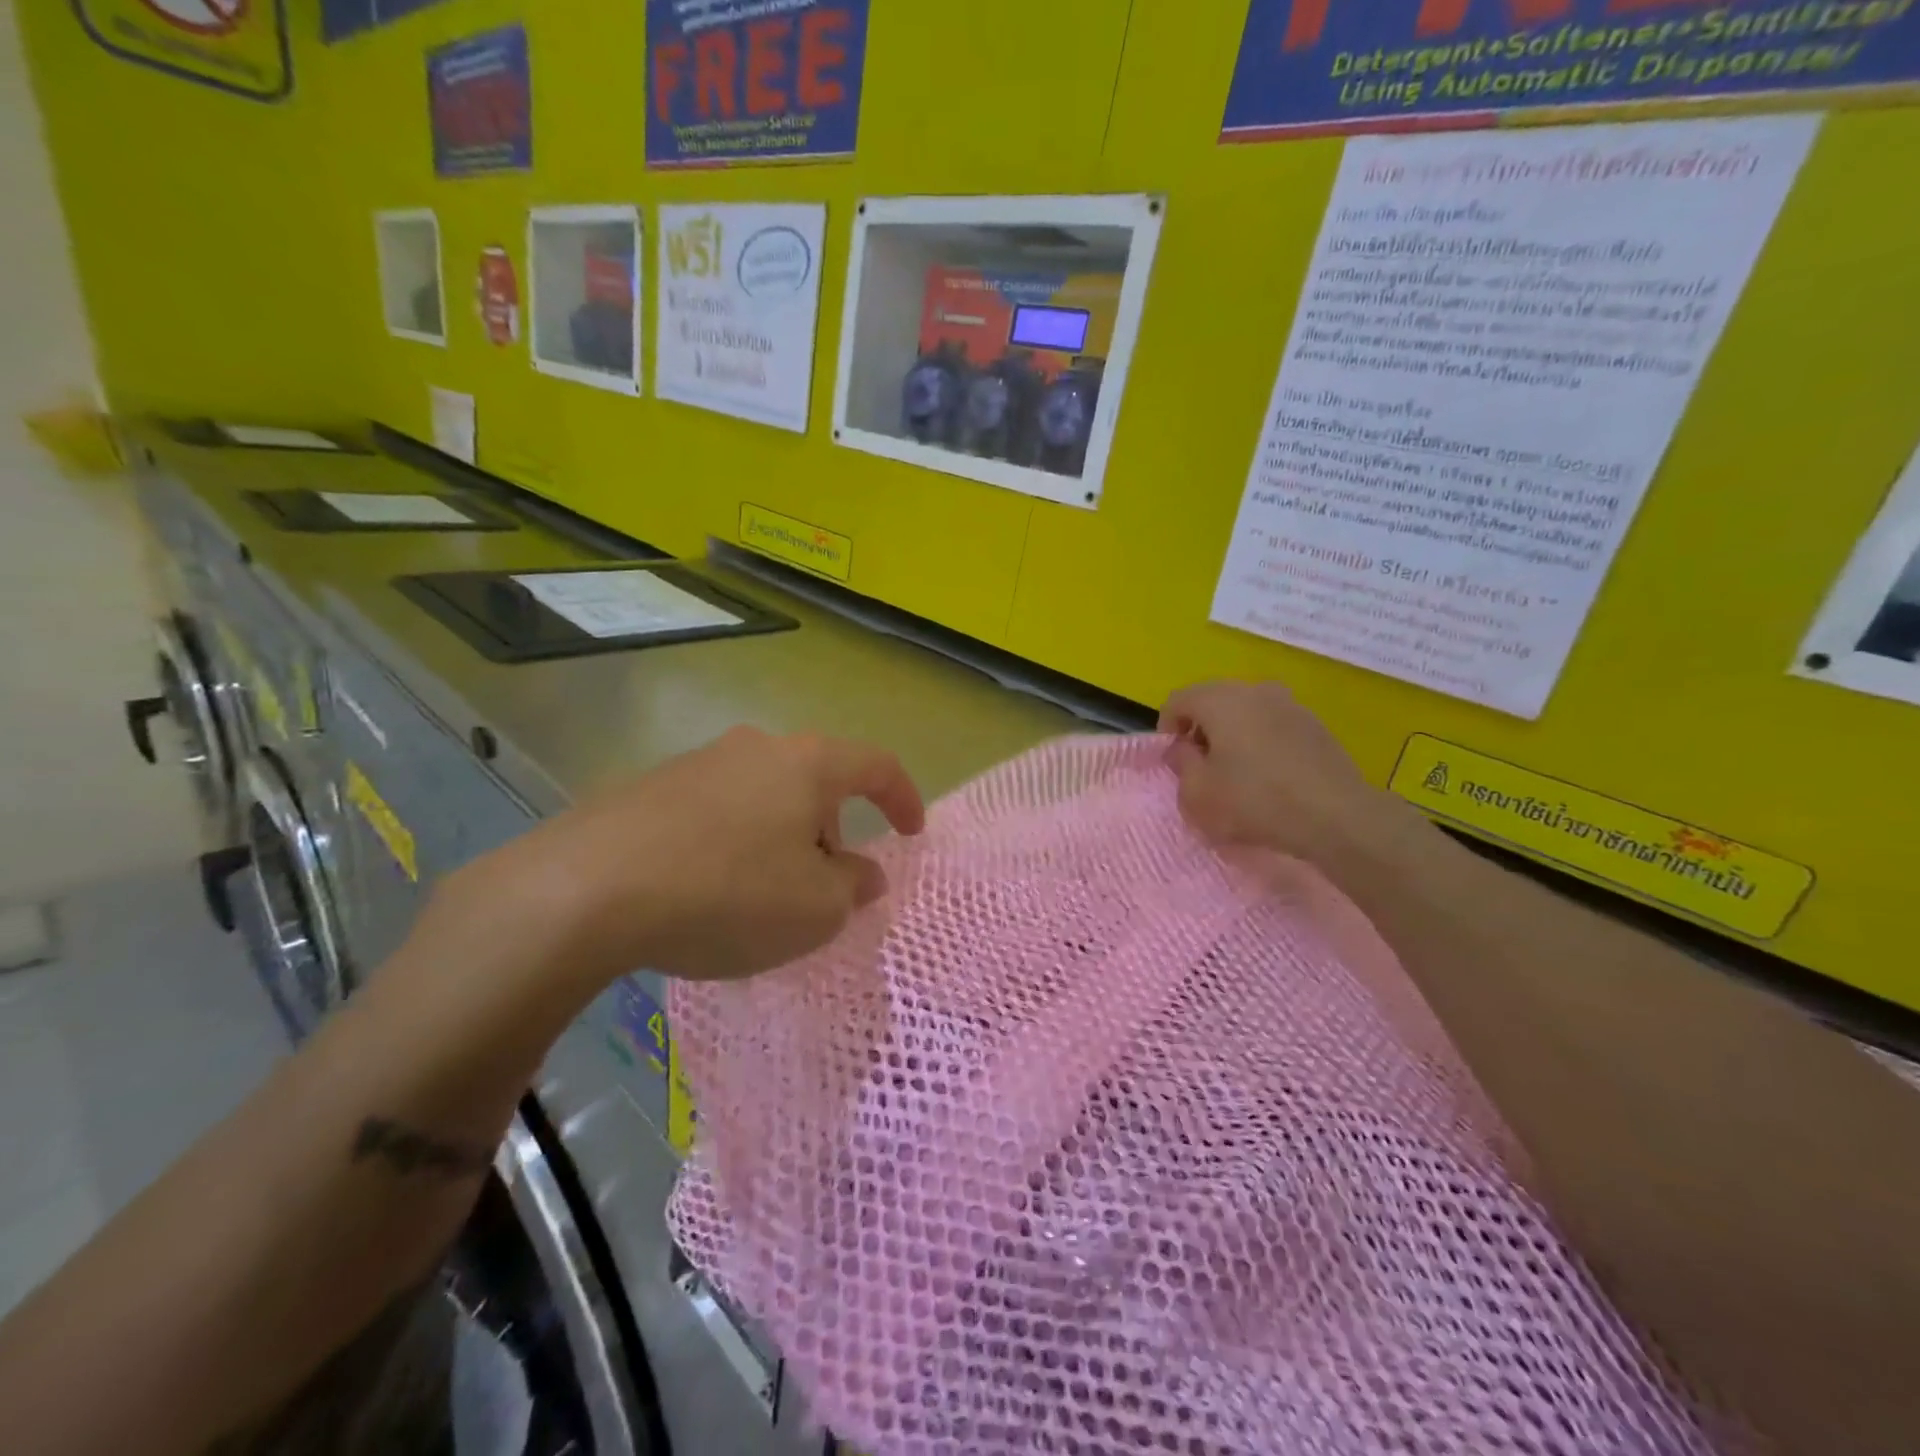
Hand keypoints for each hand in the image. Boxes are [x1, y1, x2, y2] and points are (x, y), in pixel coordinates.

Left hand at [431, 726, 925, 994]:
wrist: (585, 890)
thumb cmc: (727, 894)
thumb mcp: (814, 909)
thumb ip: (851, 887)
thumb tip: (862, 873)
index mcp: (807, 764)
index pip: (876, 765)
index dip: (903, 797)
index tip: (911, 833)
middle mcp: (756, 747)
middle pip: (816, 782)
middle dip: (833, 830)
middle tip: (826, 884)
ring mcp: (698, 762)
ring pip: (764, 796)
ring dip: (781, 838)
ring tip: (765, 894)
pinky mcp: (649, 787)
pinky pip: (716, 811)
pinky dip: (734, 843)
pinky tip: (709, 889)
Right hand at [1159, 679, 1430, 866]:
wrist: (1336, 816)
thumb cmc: (1254, 801)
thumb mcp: (1197, 794)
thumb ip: (1181, 764)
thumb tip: (1185, 748)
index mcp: (1220, 699)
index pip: (1178, 700)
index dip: (1167, 729)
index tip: (1173, 762)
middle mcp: (1255, 690)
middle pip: (1212, 701)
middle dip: (1200, 731)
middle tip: (1201, 768)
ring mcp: (1290, 704)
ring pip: (1245, 712)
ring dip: (1232, 736)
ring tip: (1236, 774)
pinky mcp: (1316, 725)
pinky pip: (1273, 726)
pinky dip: (1261, 743)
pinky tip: (1269, 777)